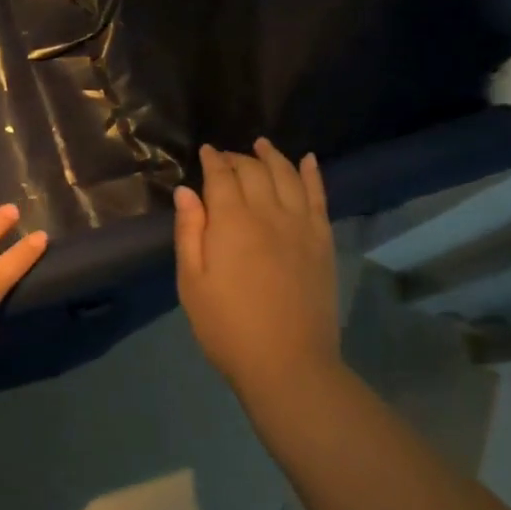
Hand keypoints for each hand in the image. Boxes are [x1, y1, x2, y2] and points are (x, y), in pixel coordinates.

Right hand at [173, 140, 341, 411]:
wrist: (288, 364)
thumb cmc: (227, 327)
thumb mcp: (191, 282)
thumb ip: (189, 232)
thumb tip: (187, 191)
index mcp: (231, 222)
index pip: (221, 176)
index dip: (212, 160)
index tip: (206, 151)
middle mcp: (268, 213)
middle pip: (254, 171)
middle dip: (238, 158)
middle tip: (226, 156)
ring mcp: (301, 226)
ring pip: (287, 176)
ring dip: (273, 156)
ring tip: (262, 145)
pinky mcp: (322, 242)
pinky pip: (319, 197)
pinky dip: (312, 174)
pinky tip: (308, 160)